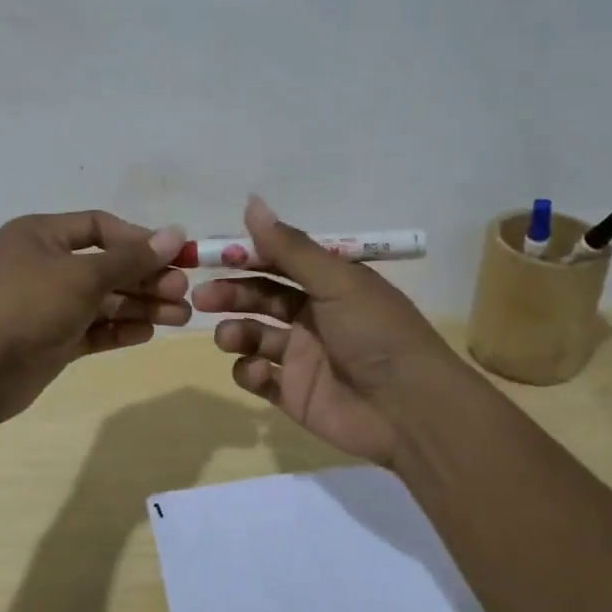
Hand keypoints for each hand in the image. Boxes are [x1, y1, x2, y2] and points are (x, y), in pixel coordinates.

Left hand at [0, 210, 190, 424]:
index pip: (100, 227)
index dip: (138, 240)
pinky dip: (120, 329)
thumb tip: (175, 234)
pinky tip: (148, 333)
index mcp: (42, 236)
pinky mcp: (52, 341)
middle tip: (182, 292)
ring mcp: (48, 305)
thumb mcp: (83, 275)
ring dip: (141, 306)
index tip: (174, 255)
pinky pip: (93, 329)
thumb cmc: (27, 304)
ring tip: (180, 317)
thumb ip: (131, 259)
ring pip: (104, 300)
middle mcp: (45, 266)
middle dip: (145, 278)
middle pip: (106, 266)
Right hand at [192, 196, 468, 465]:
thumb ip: (290, 247)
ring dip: (235, 332)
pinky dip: (249, 372)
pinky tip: (257, 372)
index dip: (247, 256)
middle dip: (231, 294)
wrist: (410, 410)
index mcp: (329, 285)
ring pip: (254, 336)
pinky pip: (258, 377)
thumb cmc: (376, 333)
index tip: (213, 254)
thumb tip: (251, 202)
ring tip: (228, 337)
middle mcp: (313, 316)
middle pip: (260, 298)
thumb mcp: (337, 281)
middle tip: (202, 296)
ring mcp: (302, 357)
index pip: (279, 262)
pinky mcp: (294, 394)